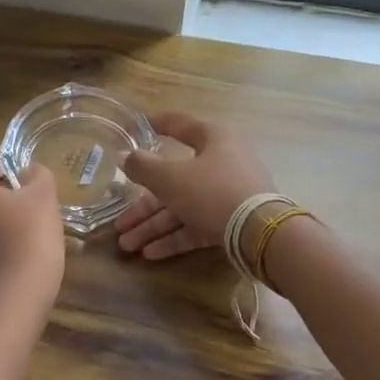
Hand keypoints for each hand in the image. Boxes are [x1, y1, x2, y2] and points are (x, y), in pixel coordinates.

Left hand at [0, 160, 65, 305]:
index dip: (15, 179)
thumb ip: (37, 174)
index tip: (32, 198)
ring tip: (19, 240)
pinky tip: (7, 260)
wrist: (17, 293)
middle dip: (0, 202)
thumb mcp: (44, 194)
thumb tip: (28, 172)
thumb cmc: (29, 233)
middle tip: (27, 217)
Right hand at [115, 112, 276, 260]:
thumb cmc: (212, 191)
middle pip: (173, 180)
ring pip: (182, 207)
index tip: (134, 128)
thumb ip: (143, 167)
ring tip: (126, 245)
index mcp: (212, 138)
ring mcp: (227, 193)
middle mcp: (221, 162)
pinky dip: (174, 237)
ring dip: (153, 226)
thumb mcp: (170, 178)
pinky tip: (150, 254)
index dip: (155, 125)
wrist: (260, 232)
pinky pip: (196, 225)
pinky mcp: (231, 220)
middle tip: (118, 222)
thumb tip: (124, 157)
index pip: (179, 125)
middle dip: (142, 206)